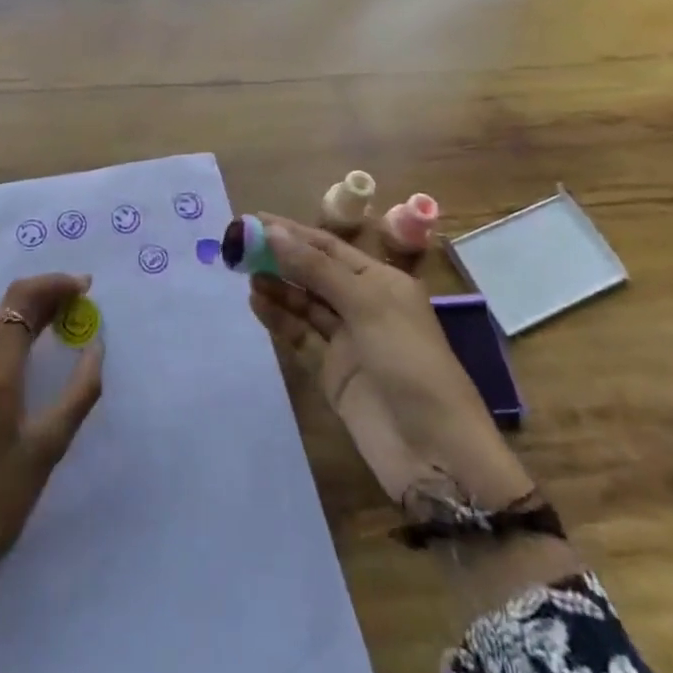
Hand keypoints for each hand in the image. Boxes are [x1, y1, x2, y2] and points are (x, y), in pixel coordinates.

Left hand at [0, 273, 102, 663]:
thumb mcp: (49, 447)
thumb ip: (79, 391)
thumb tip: (96, 346)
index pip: (22, 299)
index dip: (56, 284)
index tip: (87, 287)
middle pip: (8, 308)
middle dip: (46, 297)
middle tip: (82, 304)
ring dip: (30, 316)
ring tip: (65, 325)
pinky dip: (13, 340)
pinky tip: (34, 357)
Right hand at [248, 216, 531, 510]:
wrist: (435, 452)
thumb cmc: (409, 363)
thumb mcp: (367, 305)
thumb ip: (316, 269)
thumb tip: (271, 231)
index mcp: (381, 281)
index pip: (328, 247)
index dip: (291, 232)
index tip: (252, 220)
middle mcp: (363, 304)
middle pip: (313, 272)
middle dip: (279, 257)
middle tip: (237, 246)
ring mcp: (347, 340)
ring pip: (304, 304)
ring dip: (276, 286)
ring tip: (242, 273)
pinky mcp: (332, 372)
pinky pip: (300, 337)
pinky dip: (279, 319)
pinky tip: (256, 303)